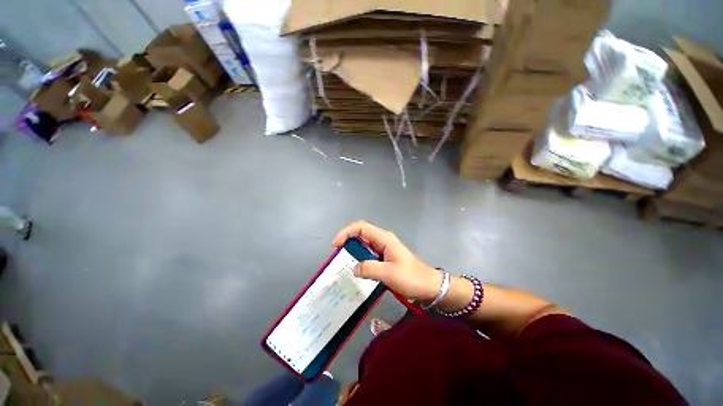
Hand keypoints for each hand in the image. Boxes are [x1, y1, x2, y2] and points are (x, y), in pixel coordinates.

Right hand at [333, 221, 441, 301]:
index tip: (336, 245)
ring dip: (353, 249)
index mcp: (384, 238)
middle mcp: (383, 239)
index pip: (361, 227)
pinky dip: (360, 256)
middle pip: (361, 232)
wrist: (429, 286)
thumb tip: (353, 267)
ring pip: (364, 243)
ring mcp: (384, 247)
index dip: (346, 232)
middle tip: (337, 254)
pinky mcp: (385, 256)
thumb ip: (368, 268)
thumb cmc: (411, 278)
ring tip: (343, 261)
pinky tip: (356, 267)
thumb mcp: (388, 273)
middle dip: (347, 240)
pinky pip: (369, 252)